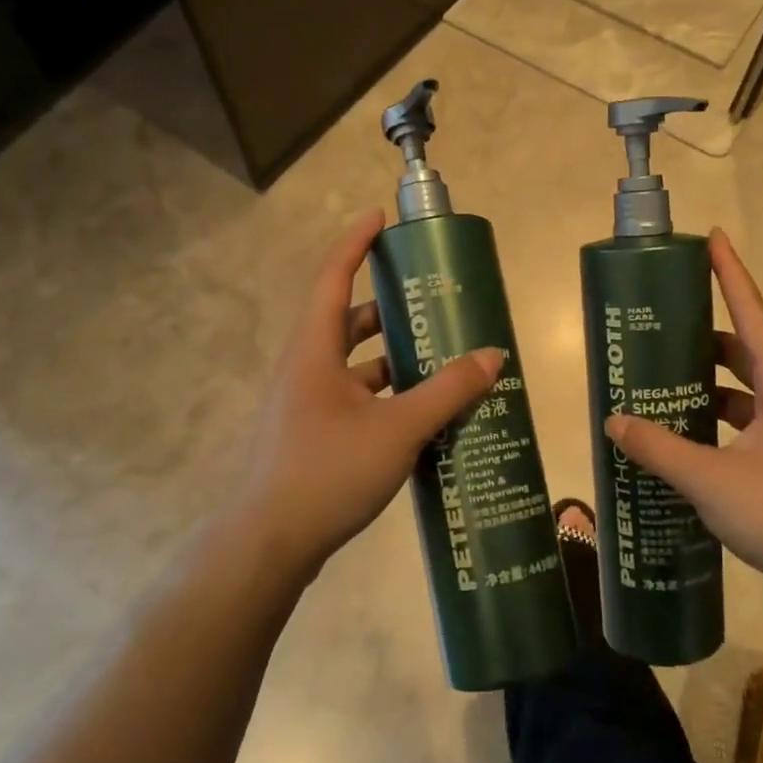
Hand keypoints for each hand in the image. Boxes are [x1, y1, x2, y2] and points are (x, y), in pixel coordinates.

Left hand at [232, 210, 501, 580]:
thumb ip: (448, 391)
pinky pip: (357, 400)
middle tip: (434, 302)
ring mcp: (307, 405)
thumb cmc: (328, 472)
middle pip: (349, 321)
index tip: (382, 218)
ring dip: (395, 359)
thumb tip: (492, 356)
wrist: (269, 545)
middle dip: (390, 308)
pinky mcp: (313, 436)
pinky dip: (389, 397)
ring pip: (356, 366)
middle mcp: (306, 369)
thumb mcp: (398, 428)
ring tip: (444, 359)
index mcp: (314, 350)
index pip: (333, 277)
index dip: (356, 243)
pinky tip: (424, 414)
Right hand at [604, 230, 762, 597]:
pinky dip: (718, 414)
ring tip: (667, 374)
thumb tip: (614, 421)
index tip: (713, 237)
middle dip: (709, 329)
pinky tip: (689, 430)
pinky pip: (748, 418)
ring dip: (711, 377)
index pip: (753, 315)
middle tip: (668, 320)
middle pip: (748, 347)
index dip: (732, 274)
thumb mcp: (711, 480)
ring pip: (748, 386)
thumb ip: (659, 449)